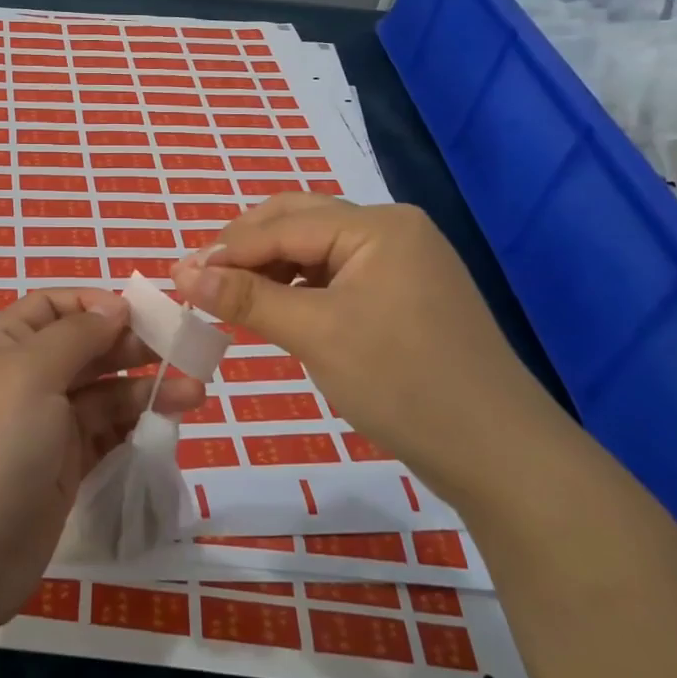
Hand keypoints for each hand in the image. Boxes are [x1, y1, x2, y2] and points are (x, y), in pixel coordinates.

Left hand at [0, 288, 203, 624]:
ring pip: (101, 393)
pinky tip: (167, 423)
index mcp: (1, 345)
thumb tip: (114, 307)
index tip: (140, 314)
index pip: (52, 307)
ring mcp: (42, 426)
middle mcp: (21, 379)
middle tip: (182, 352)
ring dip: (144, 388)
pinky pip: (104, 434)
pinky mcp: (62, 468)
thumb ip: (77, 335)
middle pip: (83, 348)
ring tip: (194, 393)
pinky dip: (133, 425)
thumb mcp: (30, 373)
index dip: (95, 305)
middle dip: (130, 345)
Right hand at [171, 195, 559, 501]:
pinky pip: (335, 277)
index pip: (283, 225)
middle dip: (244, 248)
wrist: (499, 455)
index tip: (177, 275)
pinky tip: (274, 309)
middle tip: (199, 279)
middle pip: (299, 222)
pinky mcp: (402, 296)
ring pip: (314, 251)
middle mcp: (391, 230)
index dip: (226, 249)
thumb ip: (247, 299)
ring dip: (268, 268)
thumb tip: (184, 275)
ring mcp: (401, 263)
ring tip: (228, 296)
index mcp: (377, 225)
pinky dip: (297, 288)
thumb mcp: (317, 335)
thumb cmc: (404, 383)